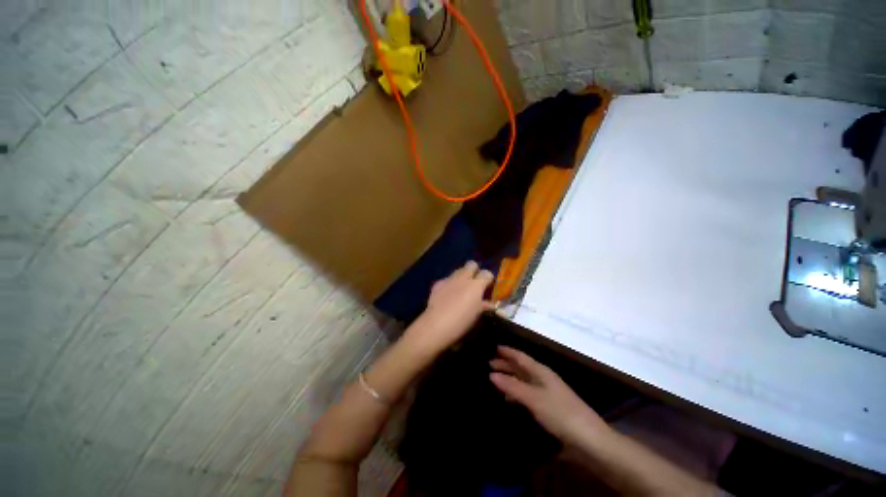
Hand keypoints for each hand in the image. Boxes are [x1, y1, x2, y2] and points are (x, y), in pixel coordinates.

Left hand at [408, 261, 495, 354]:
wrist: (436, 325)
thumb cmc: (461, 322)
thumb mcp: (476, 315)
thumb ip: (483, 305)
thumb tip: (489, 303)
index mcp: (476, 285)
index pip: (487, 273)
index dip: (488, 279)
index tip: (487, 287)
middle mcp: (463, 278)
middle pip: (471, 264)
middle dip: (474, 271)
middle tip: (474, 283)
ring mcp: (449, 279)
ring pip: (459, 270)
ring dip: (462, 276)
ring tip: (461, 288)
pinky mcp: (438, 283)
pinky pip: (447, 279)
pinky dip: (450, 284)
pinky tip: (447, 295)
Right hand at [490, 346, 607, 442]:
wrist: (590, 440)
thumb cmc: (560, 414)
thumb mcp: (533, 399)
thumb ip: (512, 386)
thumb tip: (492, 374)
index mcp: (541, 371)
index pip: (521, 356)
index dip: (508, 351)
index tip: (494, 347)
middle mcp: (544, 378)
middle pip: (522, 367)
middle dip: (506, 364)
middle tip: (489, 363)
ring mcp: (548, 393)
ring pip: (524, 380)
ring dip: (510, 378)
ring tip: (495, 379)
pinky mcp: (550, 407)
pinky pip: (528, 393)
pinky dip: (517, 393)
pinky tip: (510, 399)